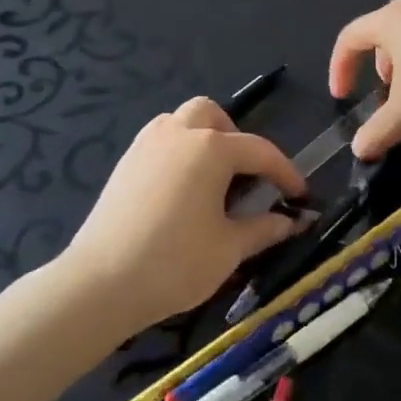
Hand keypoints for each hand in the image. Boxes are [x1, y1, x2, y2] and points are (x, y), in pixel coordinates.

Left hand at [58, 97, 305, 332]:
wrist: (99, 284)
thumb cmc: (174, 263)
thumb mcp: (229, 249)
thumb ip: (264, 229)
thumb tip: (292, 222)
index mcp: (211, 147)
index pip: (260, 151)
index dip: (286, 173)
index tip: (301, 195)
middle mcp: (179, 132)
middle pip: (214, 116)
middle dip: (237, 139)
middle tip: (246, 177)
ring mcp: (147, 144)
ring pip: (183, 121)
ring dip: (205, 138)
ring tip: (214, 180)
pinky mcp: (125, 162)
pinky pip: (161, 140)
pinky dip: (180, 152)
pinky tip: (182, 190)